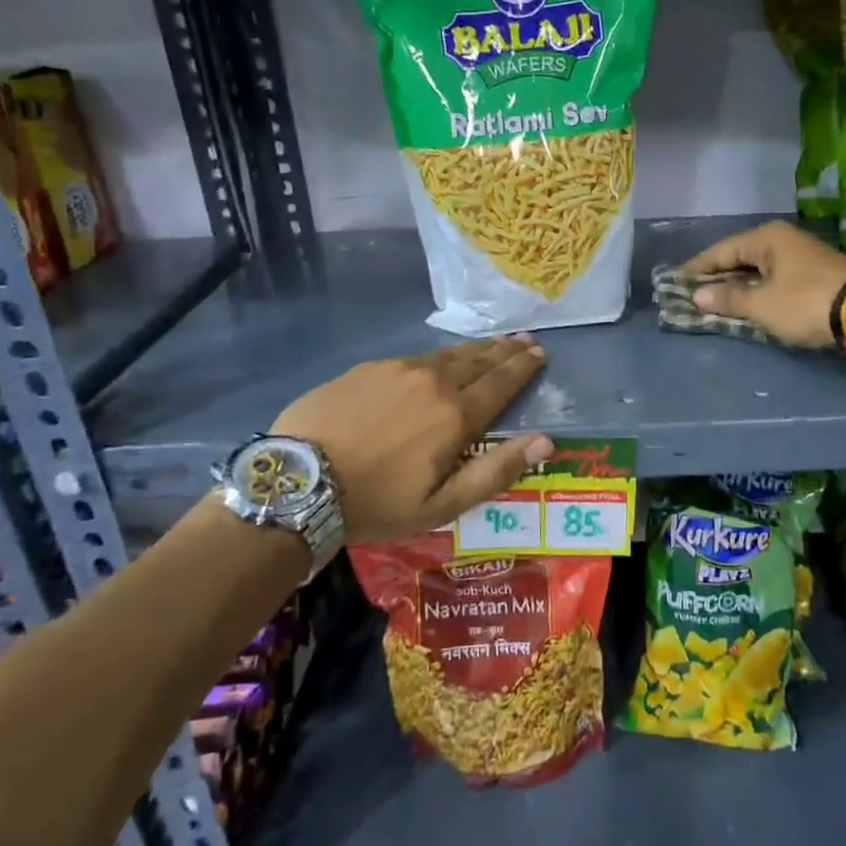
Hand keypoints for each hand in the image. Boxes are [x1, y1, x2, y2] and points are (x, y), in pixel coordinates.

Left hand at [272, 338, 551, 542]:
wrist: (299, 481)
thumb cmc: (377, 502)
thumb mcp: (442, 504)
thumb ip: (496, 470)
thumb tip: (546, 440)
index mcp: (456, 415)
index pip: (500, 383)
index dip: (522, 368)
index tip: (539, 353)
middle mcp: (433, 381)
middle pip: (478, 360)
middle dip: (504, 350)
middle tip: (523, 340)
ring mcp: (398, 369)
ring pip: (446, 354)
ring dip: (474, 349)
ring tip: (491, 344)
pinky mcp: (368, 368)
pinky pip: (414, 357)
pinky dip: (437, 356)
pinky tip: (437, 359)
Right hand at [680, 220, 845, 349]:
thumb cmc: (805, 302)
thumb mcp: (762, 304)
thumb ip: (729, 299)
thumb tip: (699, 296)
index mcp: (766, 238)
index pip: (720, 251)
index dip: (696, 269)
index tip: (674, 282)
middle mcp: (782, 240)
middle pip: (739, 258)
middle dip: (716, 278)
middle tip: (691, 295)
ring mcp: (801, 256)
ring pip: (758, 270)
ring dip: (737, 287)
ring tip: (714, 303)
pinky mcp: (814, 274)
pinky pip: (774, 279)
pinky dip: (758, 291)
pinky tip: (747, 305)